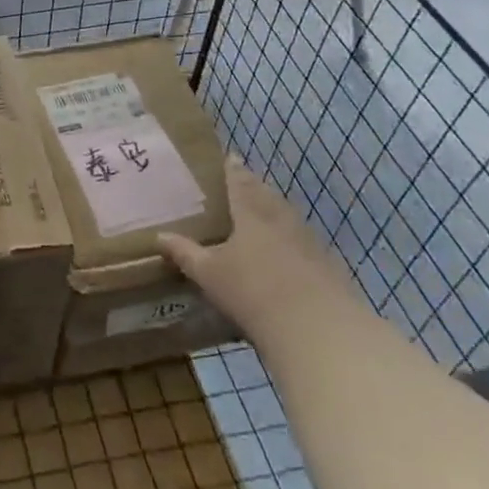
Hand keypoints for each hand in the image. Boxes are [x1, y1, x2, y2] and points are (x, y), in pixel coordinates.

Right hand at [159, 158, 351, 329]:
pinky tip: (286, 259)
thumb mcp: (210, 274)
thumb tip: (159, 236)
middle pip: (267, 196)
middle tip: (241, 187)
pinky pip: (305, 244)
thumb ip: (185, 253)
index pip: (241, 181)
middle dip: (255, 189)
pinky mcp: (329, 267)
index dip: (233, 169)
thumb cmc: (254, 292)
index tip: (229, 158)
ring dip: (275, 214)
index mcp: (252, 212)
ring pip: (288, 218)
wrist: (319, 330)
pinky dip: (292, 244)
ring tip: (261, 220)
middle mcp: (282, 219)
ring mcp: (310, 242)